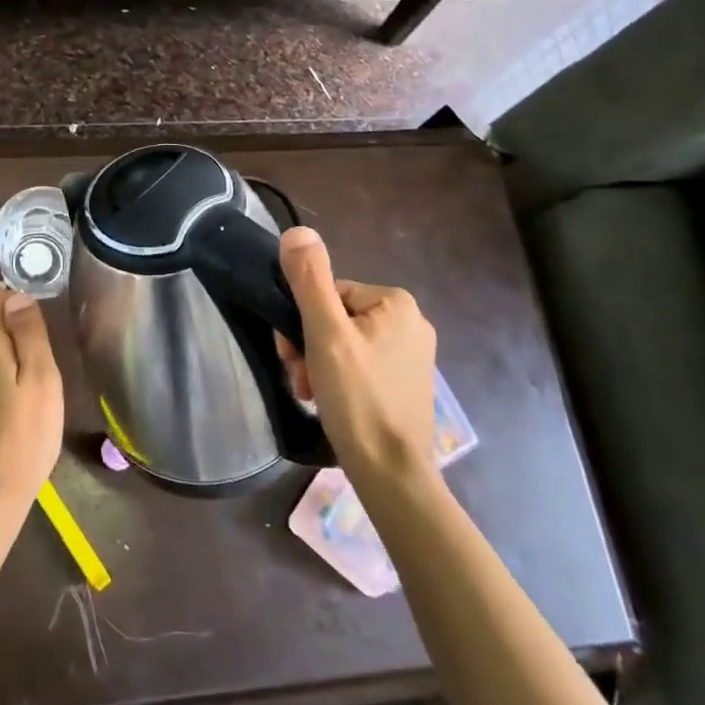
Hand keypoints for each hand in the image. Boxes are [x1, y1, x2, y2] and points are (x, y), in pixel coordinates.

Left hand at [0, 289, 64, 519]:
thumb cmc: (24, 435)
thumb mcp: (41, 378)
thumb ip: (29, 334)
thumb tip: (16, 298)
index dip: (7, 299)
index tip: (35, 320)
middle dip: (6, 323)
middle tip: (40, 347)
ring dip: (2, 348)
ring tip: (34, 373)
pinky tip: (17, 396)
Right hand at [276, 227, 438, 479]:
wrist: (391, 472)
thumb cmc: (357, 397)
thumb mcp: (325, 333)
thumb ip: (309, 280)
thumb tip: (296, 231)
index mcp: (396, 302)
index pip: (328, 293)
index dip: (303, 321)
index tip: (292, 353)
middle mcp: (411, 322)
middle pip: (335, 318)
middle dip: (309, 345)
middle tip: (300, 376)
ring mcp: (411, 355)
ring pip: (344, 343)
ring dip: (318, 364)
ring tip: (311, 393)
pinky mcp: (406, 383)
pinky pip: (360, 365)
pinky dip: (338, 379)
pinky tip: (329, 401)